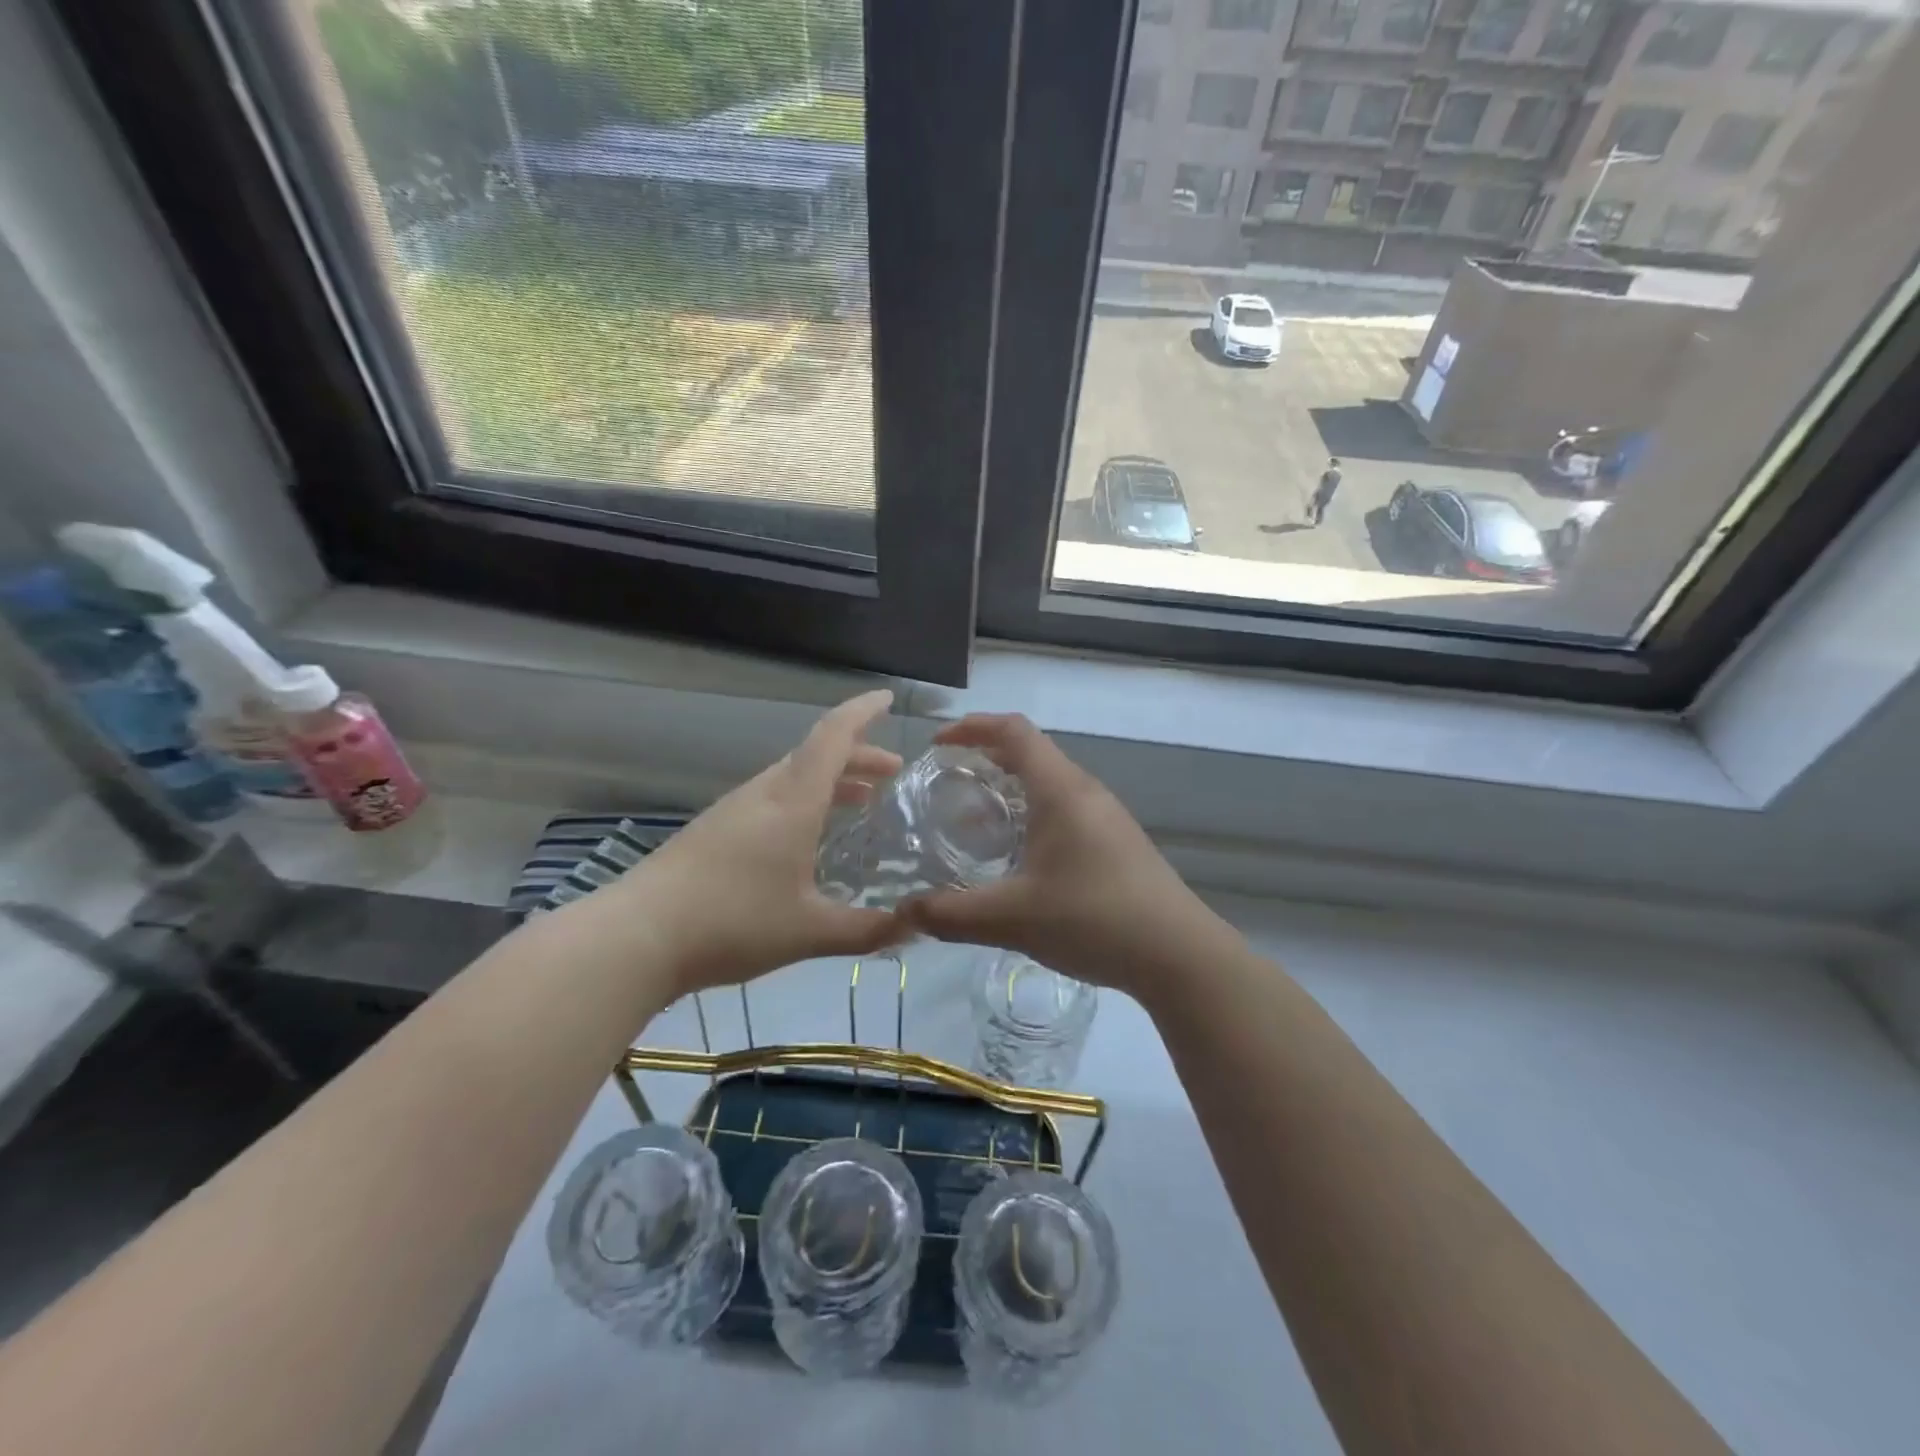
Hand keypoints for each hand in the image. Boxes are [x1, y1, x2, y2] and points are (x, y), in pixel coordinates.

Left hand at [627, 690, 906, 993]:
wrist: (637, 936)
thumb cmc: (732, 922)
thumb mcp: (809, 932)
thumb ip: (866, 931)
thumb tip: (914, 928)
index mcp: (792, 802)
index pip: (833, 737)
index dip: (862, 713)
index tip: (888, 699)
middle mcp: (764, 794)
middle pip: (816, 755)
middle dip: (858, 756)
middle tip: (891, 772)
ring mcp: (734, 810)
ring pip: (792, 777)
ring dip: (830, 780)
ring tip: (860, 801)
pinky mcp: (714, 831)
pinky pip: (772, 798)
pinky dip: (804, 801)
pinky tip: (808, 837)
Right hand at [898, 714, 1218, 998]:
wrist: (1179, 954)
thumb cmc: (1094, 918)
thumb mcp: (1012, 918)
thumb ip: (952, 914)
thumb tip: (902, 914)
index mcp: (1060, 790)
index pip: (1013, 731)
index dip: (972, 726)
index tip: (938, 743)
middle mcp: (1085, 791)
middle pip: (1031, 753)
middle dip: (985, 757)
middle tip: (948, 782)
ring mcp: (1107, 817)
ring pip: (1050, 783)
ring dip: (1010, 790)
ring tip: (976, 822)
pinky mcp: (1117, 842)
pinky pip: (1066, 809)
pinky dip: (1032, 814)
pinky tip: (1020, 858)